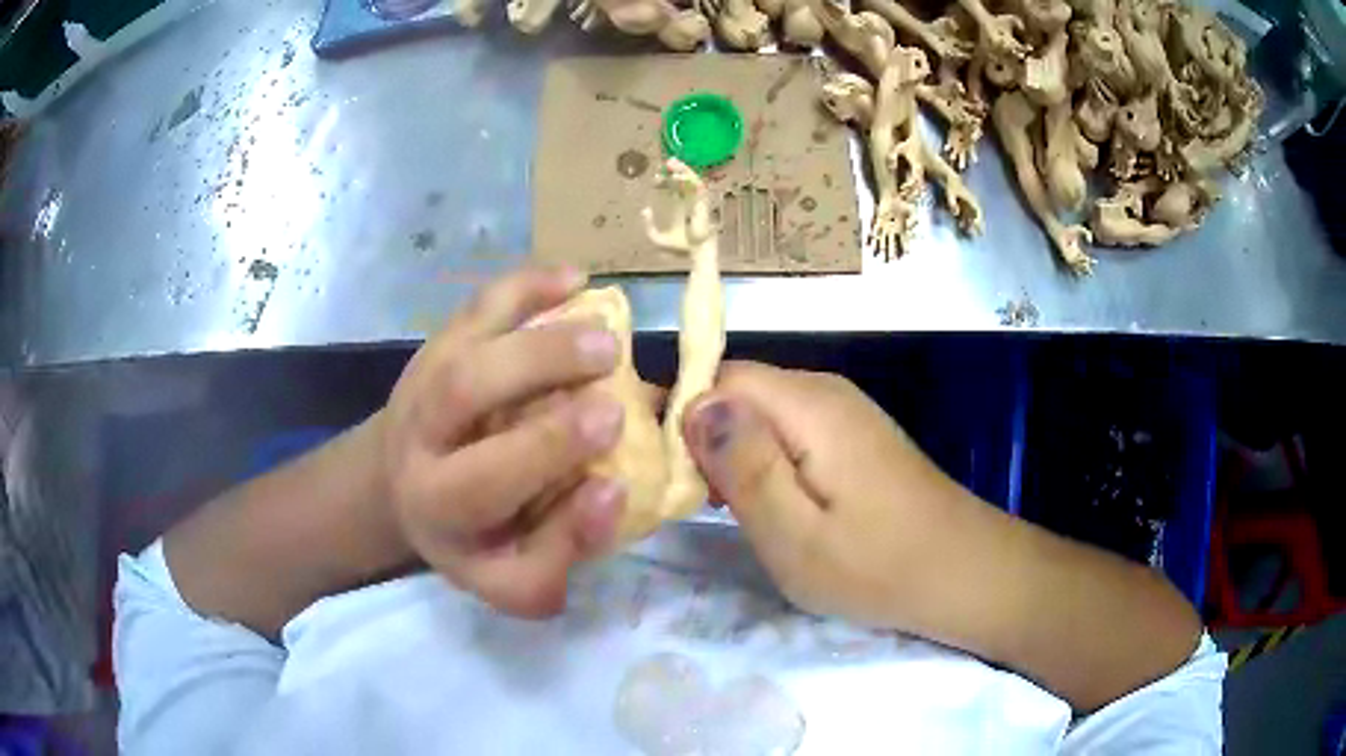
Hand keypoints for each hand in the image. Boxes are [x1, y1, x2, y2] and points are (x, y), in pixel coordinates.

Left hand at [379, 266, 627, 617]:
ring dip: (539, 330)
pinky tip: (573, 280)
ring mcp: (423, 382)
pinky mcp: (436, 345)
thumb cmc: (472, 535)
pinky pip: (476, 308)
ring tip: (605, 328)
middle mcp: (418, 438)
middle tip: (612, 362)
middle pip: (465, 391)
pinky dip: (524, 286)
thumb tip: (615, 489)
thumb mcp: (513, 576)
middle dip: (541, 372)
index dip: (552, 459)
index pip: (488, 487)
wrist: (400, 483)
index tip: (618, 449)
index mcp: (437, 505)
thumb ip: (564, 546)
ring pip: (470, 343)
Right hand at [683, 362, 1201, 711]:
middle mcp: (824, 392)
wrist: (966, 574)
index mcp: (807, 406)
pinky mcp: (855, 438)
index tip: (654, 469)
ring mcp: (844, 414)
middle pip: (739, 393)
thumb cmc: (879, 565)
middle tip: (686, 501)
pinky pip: (790, 434)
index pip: (718, 378)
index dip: (679, 415)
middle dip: (702, 438)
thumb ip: (743, 466)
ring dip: (732, 454)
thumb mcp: (795, 534)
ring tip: (719, 509)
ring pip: (762, 415)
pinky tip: (767, 506)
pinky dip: (765, 463)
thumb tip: (695, 406)